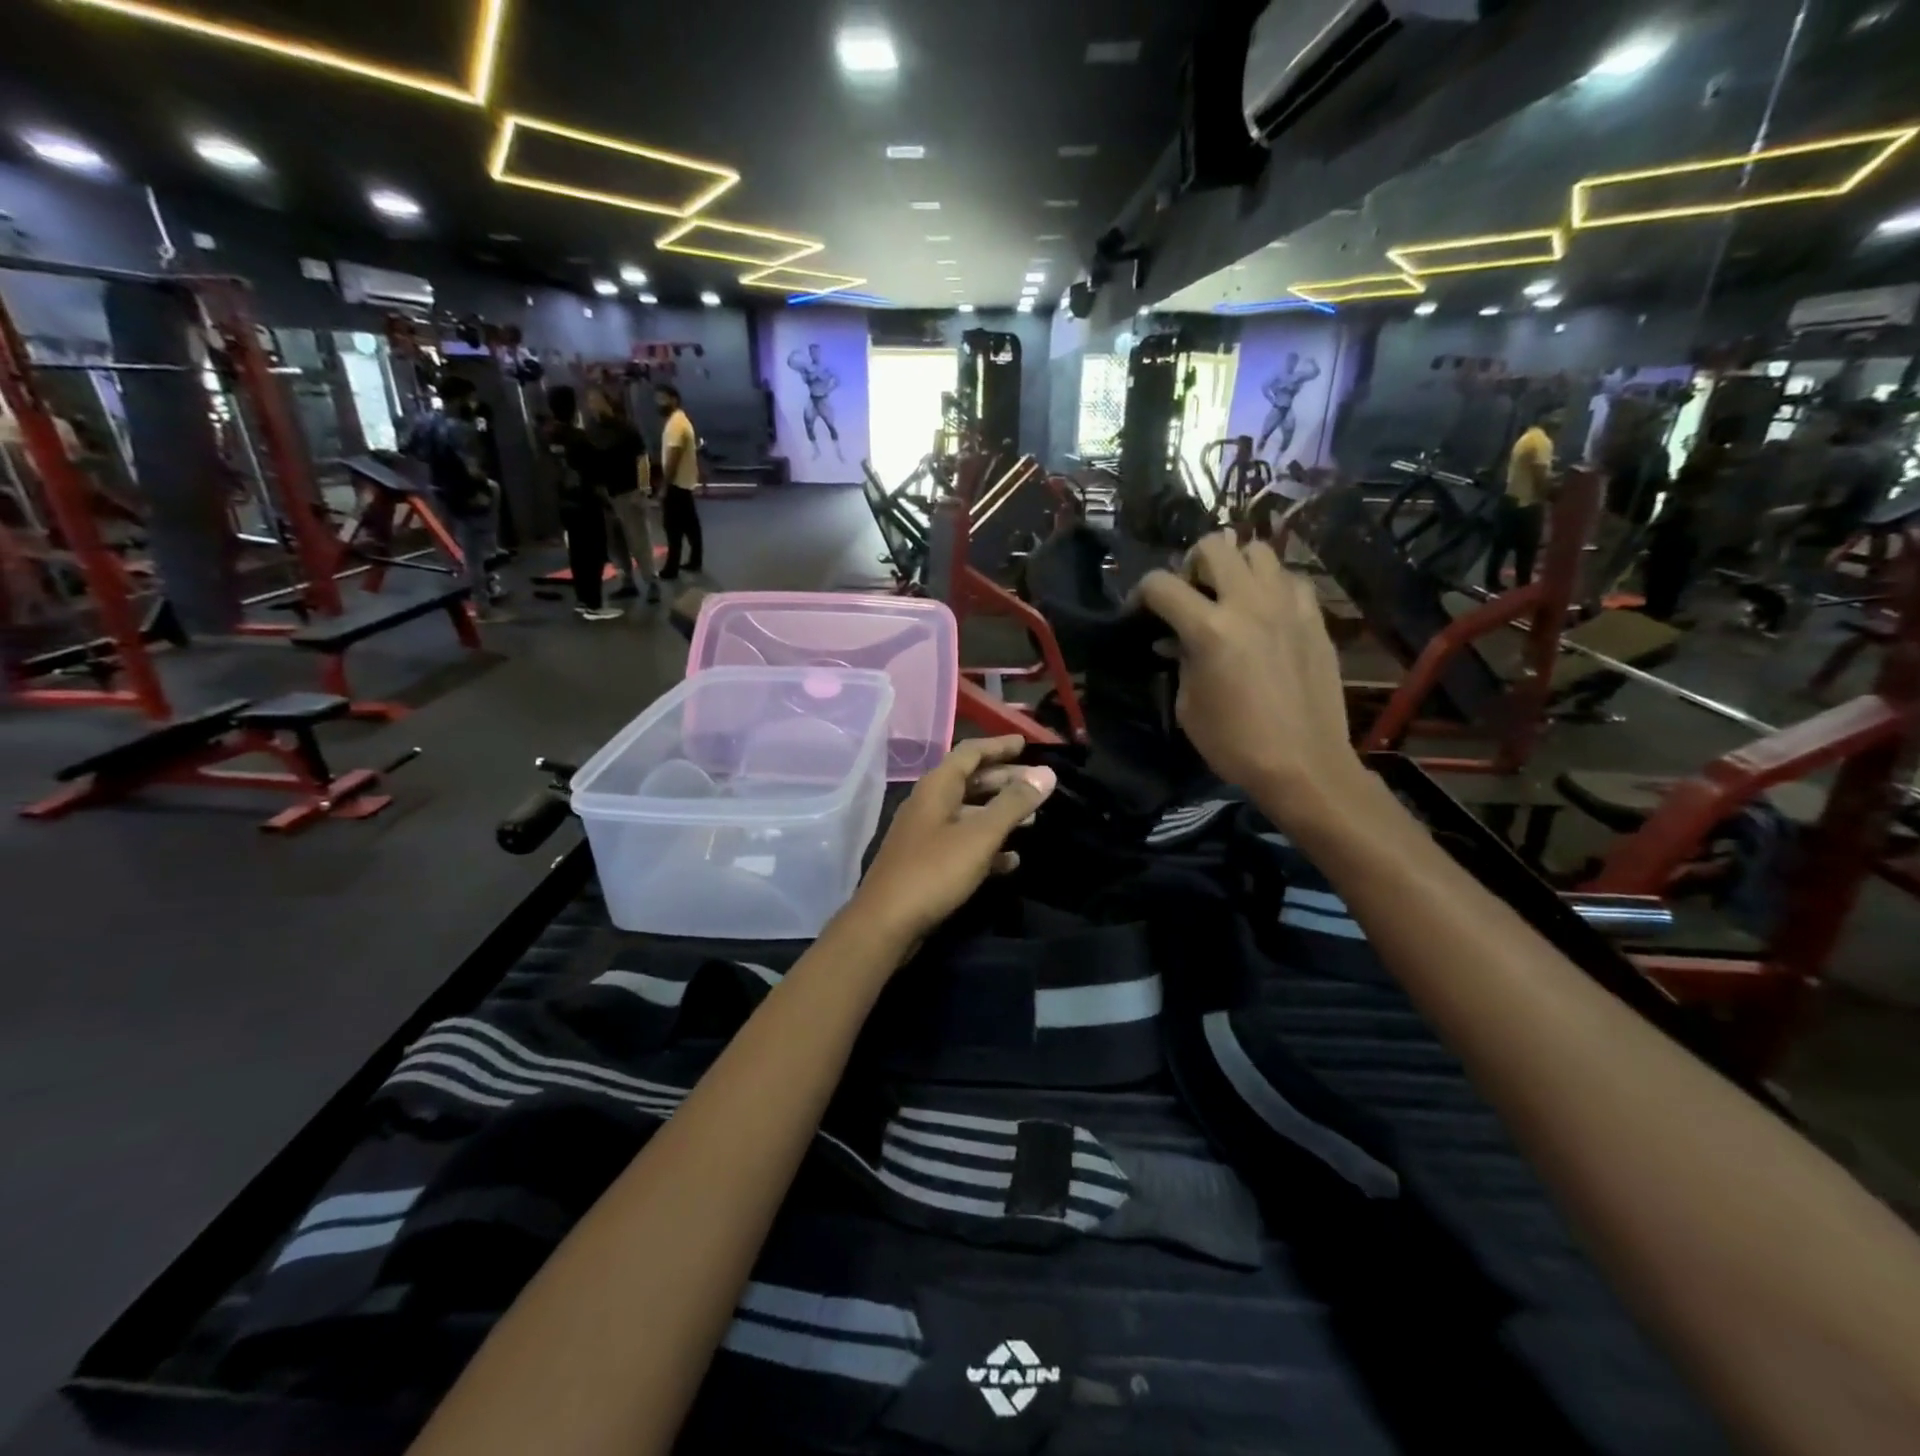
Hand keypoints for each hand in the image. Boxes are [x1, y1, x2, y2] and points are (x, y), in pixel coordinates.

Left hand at [847, 737, 1055, 951]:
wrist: (886, 923)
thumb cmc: (934, 871)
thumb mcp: (980, 835)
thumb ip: (1013, 804)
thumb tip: (1046, 773)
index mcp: (936, 787)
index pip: (970, 752)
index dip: (998, 746)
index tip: (1025, 744)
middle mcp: (928, 804)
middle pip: (970, 781)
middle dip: (1004, 781)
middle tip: (1038, 785)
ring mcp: (925, 834)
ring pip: (968, 814)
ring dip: (999, 814)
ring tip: (1032, 821)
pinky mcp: (926, 862)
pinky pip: (962, 844)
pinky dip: (987, 846)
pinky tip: (1011, 861)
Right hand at [1138, 534, 1361, 825]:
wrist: (1303, 764)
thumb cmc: (1234, 743)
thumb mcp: (1188, 704)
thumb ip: (1181, 660)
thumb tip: (1177, 641)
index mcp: (1209, 630)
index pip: (1161, 585)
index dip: (1141, 593)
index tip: (1139, 611)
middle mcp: (1249, 604)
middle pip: (1213, 546)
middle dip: (1190, 564)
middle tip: (1190, 594)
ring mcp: (1287, 606)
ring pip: (1258, 551)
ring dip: (1235, 566)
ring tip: (1230, 595)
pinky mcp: (1315, 618)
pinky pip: (1290, 579)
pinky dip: (1271, 586)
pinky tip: (1265, 612)